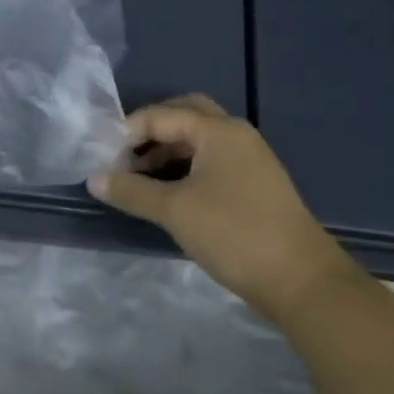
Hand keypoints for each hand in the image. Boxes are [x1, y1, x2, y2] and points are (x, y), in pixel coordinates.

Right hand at [89, 93, 359, 316]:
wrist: (300, 279)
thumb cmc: (234, 233)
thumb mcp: (174, 211)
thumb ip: (131, 191)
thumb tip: (93, 179)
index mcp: (218, 131)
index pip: (161, 115)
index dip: (127, 132)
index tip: (101, 158)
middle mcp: (235, 135)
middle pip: (184, 116)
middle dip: (150, 132)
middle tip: (123, 156)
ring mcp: (248, 159)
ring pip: (198, 140)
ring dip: (166, 150)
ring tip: (138, 180)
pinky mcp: (253, 184)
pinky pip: (211, 161)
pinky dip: (184, 168)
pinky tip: (167, 194)